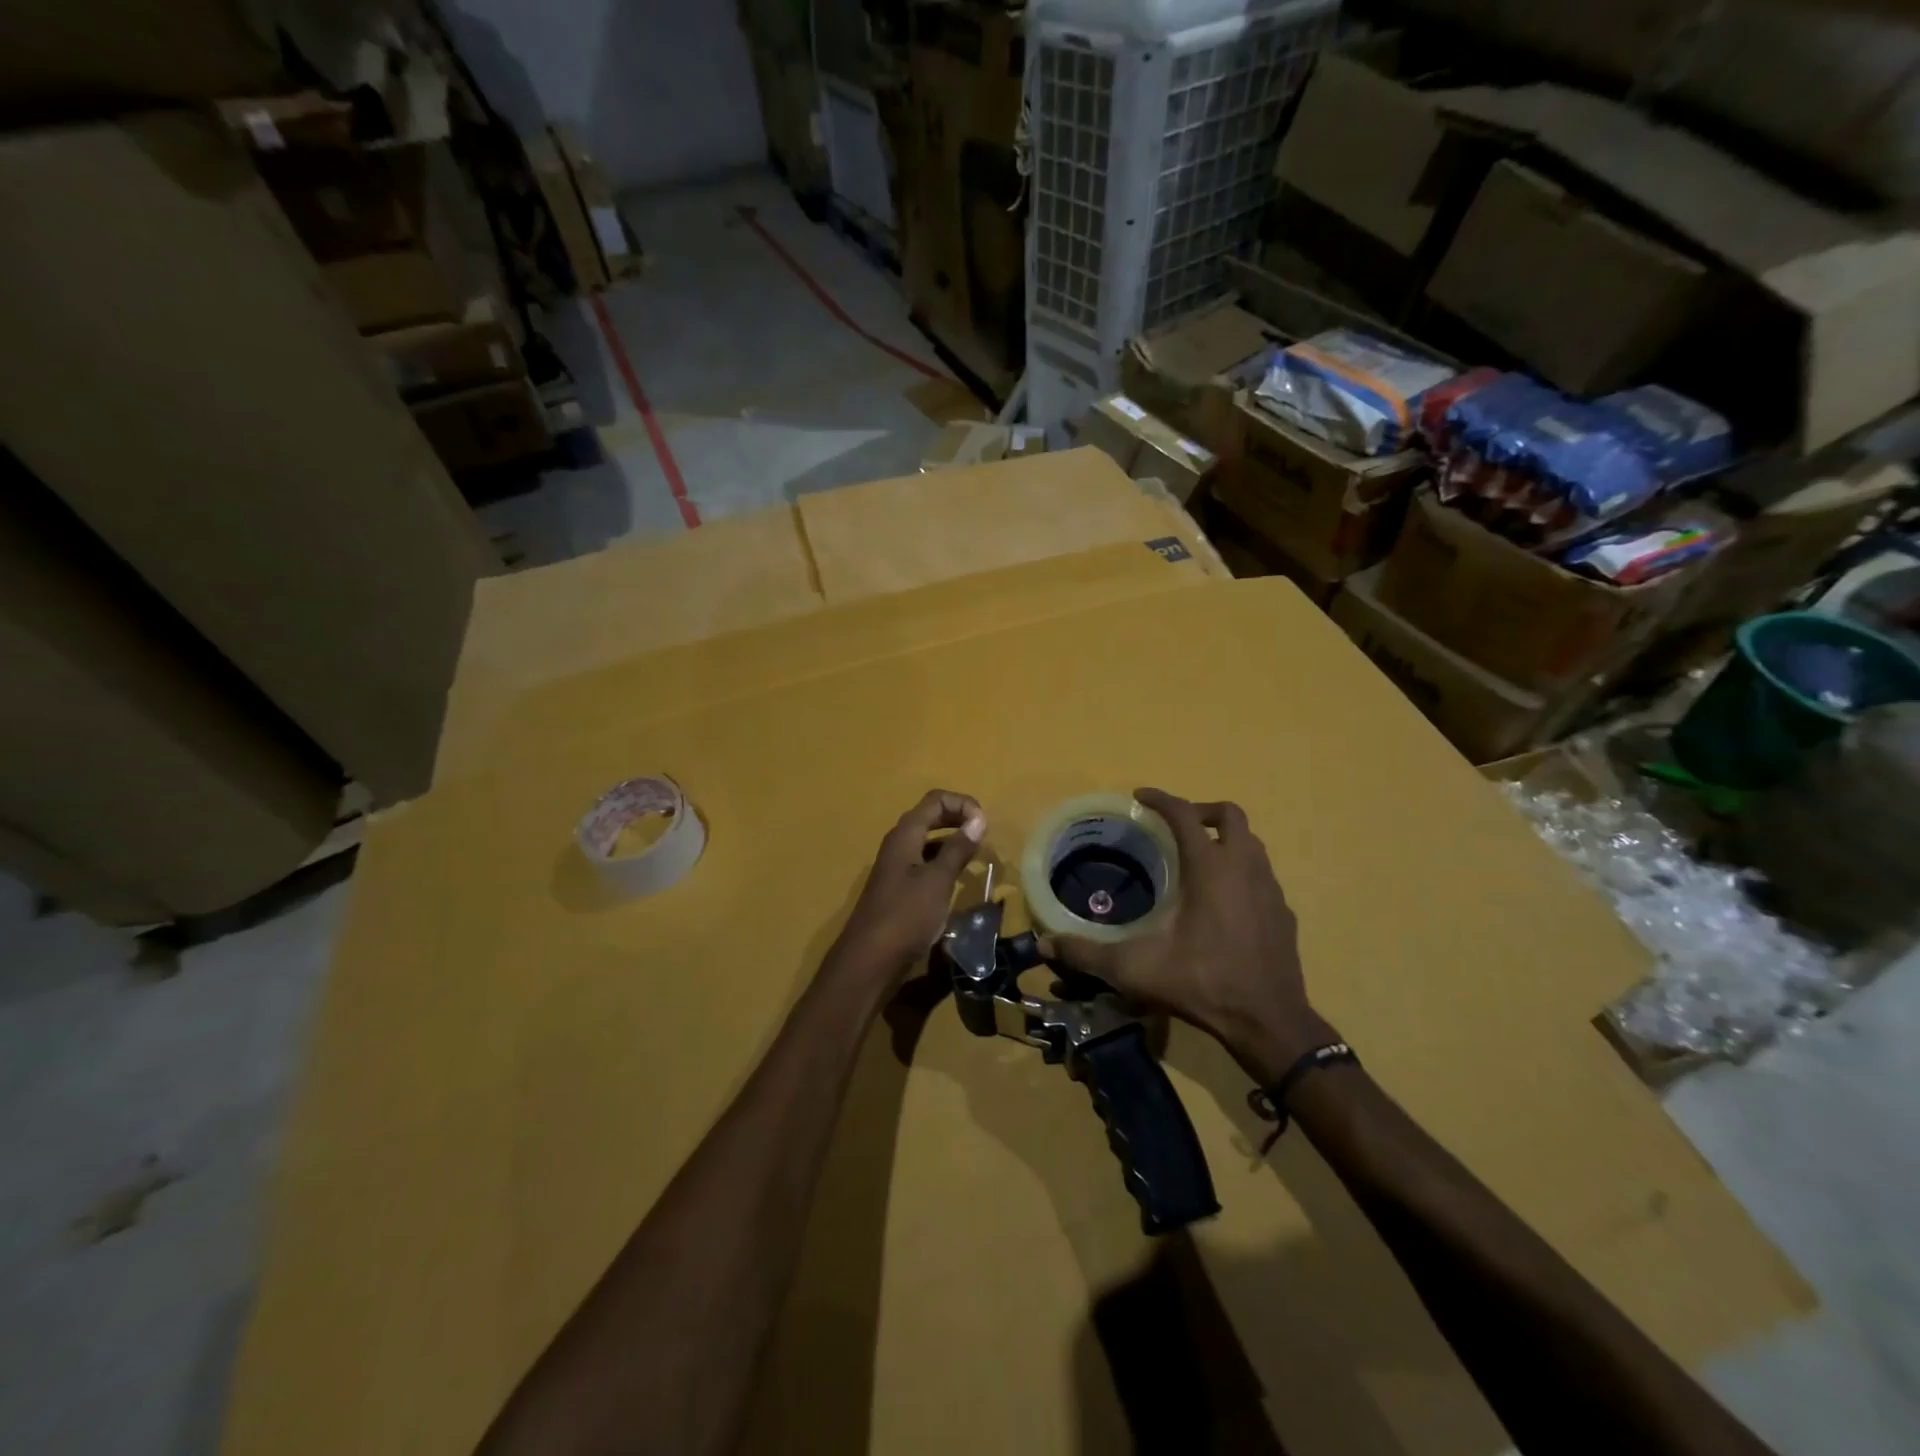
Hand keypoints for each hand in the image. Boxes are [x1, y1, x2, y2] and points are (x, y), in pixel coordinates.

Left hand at [831, 790, 986, 985]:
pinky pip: (924, 863)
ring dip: (952, 841)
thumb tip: (978, 819)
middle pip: (930, 816)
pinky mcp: (898, 889)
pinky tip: (958, 880)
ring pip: (927, 841)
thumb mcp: (937, 881)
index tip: (984, 824)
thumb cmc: (905, 916)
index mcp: (905, 835)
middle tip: (984, 835)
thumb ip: (957, 849)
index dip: (962, 803)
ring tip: (976, 856)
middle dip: (958, 818)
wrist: (869, 960)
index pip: (935, 800)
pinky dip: (943, 862)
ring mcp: (896, 867)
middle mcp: (898, 844)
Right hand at [1053, 788, 1332, 1084]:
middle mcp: (1244, 868)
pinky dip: (1242, 872)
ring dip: (1225, 840)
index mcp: (1210, 868)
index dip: (1161, 799)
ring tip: (1198, 859)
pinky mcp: (1284, 913)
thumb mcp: (1135, 968)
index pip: (1184, 814)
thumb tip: (1046, 944)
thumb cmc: (1201, 982)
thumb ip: (1087, 953)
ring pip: (1252, 843)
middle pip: (1230, 815)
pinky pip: (1263, 876)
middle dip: (1201, 811)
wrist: (1268, 1021)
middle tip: (1175, 827)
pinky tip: (1224, 902)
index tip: (1140, 796)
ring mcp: (1270, 890)